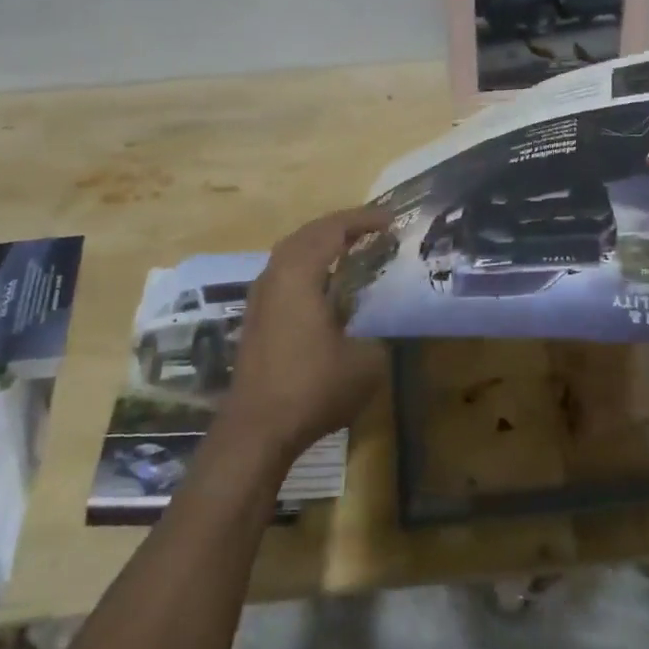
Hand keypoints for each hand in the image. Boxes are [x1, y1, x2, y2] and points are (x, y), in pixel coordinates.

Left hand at [218, 206, 392, 465]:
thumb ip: (378, 333)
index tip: (392, 220)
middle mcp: (275, 276)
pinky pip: (285, 274)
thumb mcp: (367, 362)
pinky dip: (309, 266)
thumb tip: (379, 326)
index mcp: (299, 274)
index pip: (332, 229)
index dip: (363, 220)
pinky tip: (327, 285)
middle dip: (341, 226)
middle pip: (307, 234)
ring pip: (291, 253)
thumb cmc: (313, 387)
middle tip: (373, 228)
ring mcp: (260, 298)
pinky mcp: (257, 319)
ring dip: (321, 245)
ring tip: (352, 248)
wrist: (257, 429)